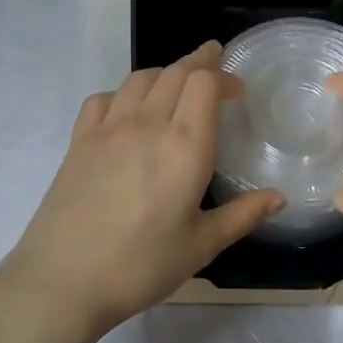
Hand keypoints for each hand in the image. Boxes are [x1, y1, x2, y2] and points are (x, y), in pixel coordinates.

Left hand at [0, 43, 282, 336]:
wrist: (63, 281)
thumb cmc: (141, 266)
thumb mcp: (201, 245)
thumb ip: (242, 215)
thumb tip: (279, 197)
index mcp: (184, 146)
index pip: (204, 84)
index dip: (223, 76)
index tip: (237, 89)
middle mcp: (146, 125)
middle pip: (174, 73)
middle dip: (199, 62)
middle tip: (214, 61)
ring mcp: (107, 130)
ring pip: (139, 79)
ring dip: (163, 73)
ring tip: (176, 83)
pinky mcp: (78, 143)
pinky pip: (103, 99)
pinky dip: (123, 93)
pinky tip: (127, 110)